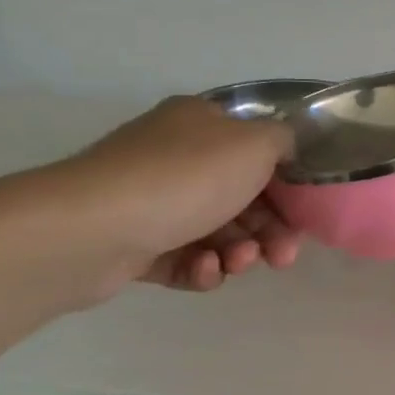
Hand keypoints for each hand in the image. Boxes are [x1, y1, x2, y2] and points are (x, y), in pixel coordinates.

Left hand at [51, 97, 300, 296]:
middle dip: (270, 229)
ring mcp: (150, 201)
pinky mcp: (133, 245)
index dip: (286, 181)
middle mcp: (174, 156)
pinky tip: (203, 270)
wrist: (91, 229)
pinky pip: (183, 258)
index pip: (256, 149)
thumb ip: (284, 141)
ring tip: (239, 263)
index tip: (303, 211)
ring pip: (216, 231)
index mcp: (201, 124)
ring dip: (240, 251)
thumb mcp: (255, 144)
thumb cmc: (185, 177)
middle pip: (242, 196)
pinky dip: (201, 267)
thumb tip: (284, 149)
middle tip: (283, 255)